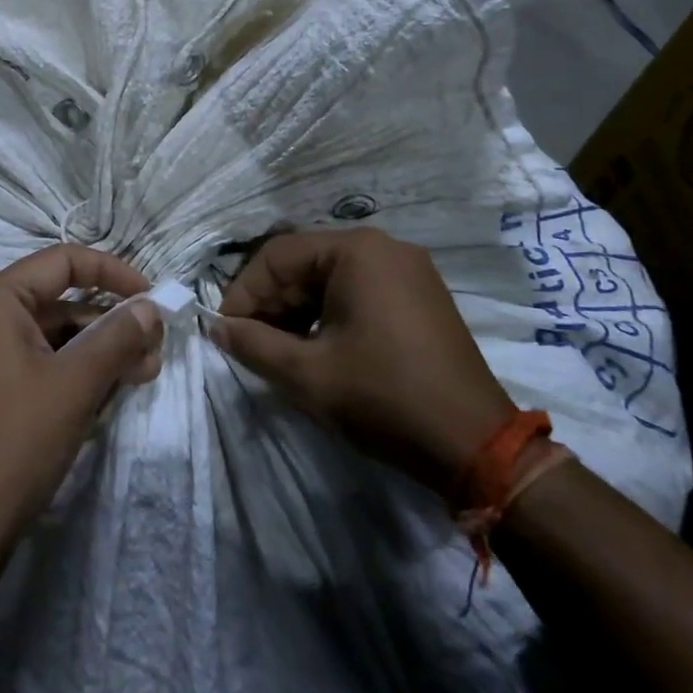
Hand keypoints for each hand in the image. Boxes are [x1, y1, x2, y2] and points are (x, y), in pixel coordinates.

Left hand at [0, 245, 162, 553]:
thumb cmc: (19, 439)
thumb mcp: (77, 382)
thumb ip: (118, 336)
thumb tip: (152, 309)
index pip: (62, 262)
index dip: (112, 273)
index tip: (152, 298)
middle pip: (58, 301)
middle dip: (110, 323)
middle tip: (153, 349)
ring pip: (51, 335)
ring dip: (97, 350)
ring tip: (141, 374)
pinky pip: (36, 362)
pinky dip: (73, 370)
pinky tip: (108, 393)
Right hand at [209, 229, 516, 495]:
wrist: (477, 446)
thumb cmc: (384, 398)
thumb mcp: (307, 374)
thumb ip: (253, 343)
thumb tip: (215, 327)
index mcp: (357, 250)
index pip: (277, 255)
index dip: (244, 292)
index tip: (225, 330)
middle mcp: (383, 247)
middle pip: (305, 263)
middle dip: (271, 302)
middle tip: (249, 343)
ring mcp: (408, 270)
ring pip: (330, 278)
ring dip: (297, 310)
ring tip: (280, 351)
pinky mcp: (421, 296)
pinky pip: (359, 291)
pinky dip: (329, 314)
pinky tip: (318, 349)